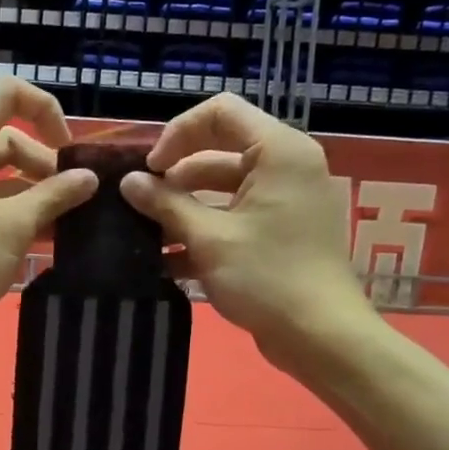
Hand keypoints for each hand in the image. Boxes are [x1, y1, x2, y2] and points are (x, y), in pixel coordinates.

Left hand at [0, 78, 98, 351]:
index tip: (67, 148)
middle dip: (46, 162)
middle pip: (11, 138)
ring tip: (70, 220)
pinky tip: (49, 236)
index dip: (45, 109)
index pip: (8, 92)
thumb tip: (89, 177)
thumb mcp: (16, 225)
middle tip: (75, 198)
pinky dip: (20, 211)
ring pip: (5, 173)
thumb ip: (55, 195)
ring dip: (37, 191)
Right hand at [119, 94, 377, 371]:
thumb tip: (128, 182)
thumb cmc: (267, 277)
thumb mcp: (208, 238)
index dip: (177, 134)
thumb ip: (165, 204)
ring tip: (146, 233)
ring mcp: (284, 200)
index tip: (150, 169)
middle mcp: (286, 166)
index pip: (220, 112)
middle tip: (140, 203)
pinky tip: (168, 258)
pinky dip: (204, 228)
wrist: (320, 336)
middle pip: (218, 150)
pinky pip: (234, 214)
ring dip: (184, 206)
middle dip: (175, 175)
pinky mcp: (279, 230)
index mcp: (278, 152)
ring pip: (222, 187)